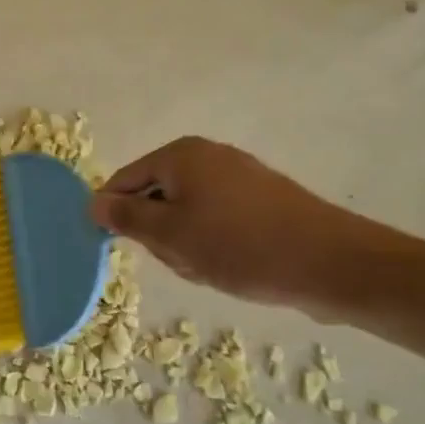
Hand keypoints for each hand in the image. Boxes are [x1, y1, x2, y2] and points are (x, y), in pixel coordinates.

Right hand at [90, 137, 379, 314]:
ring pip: (186, 215)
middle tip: (182, 259)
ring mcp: (238, 176)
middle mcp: (207, 156)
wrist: (331, 264)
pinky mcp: (261, 200)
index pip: (124, 181)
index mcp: (180, 156)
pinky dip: (214, 244)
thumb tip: (93, 203)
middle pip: (156, 197)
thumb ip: (126, 218)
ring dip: (187, 244)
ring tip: (210, 268)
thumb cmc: (239, 246)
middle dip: (160, 234)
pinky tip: (231, 266)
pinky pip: (217, 220)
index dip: (116, 215)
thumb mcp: (171, 235)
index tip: (121, 249)